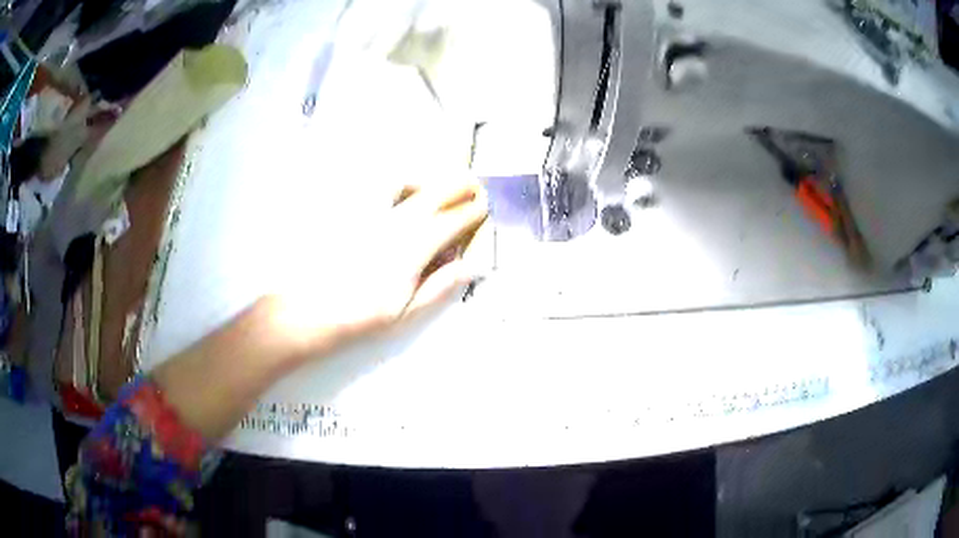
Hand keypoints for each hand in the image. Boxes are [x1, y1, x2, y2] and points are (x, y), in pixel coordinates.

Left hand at [267, 179, 488, 358]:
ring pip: (407, 183)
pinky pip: (379, 189)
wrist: (313, 308)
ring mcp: (372, 213)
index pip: (454, 220)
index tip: (485, 207)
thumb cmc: (362, 314)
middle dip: (459, 186)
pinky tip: (399, 196)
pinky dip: (397, 185)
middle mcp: (397, 221)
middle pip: (435, 192)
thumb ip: (441, 284)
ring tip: (436, 187)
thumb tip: (470, 267)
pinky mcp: (353, 212)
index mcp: (415, 246)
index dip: (473, 212)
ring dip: (428, 181)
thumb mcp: (408, 309)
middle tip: (473, 186)